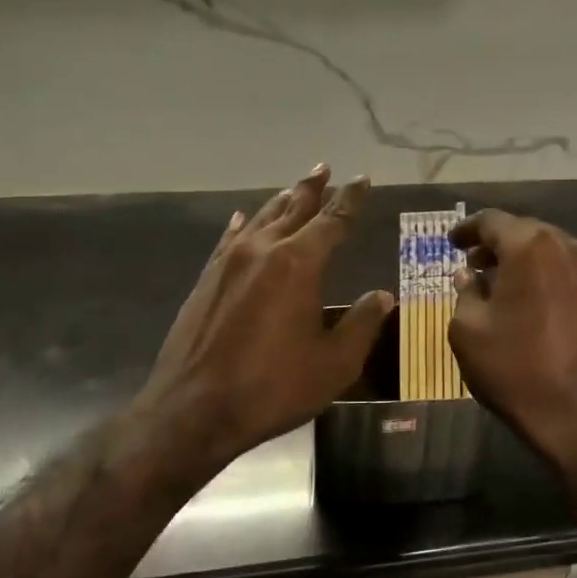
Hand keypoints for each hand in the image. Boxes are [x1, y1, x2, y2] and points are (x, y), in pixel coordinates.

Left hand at [130, 165, 392, 488]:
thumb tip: (381, 296)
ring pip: (261, 219)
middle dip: (313, 188)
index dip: (351, 199)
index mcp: (299, 264)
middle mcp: (263, 250)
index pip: (333, 220)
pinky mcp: (206, 279)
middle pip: (293, 208)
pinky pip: (229, 240)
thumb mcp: (334, 364)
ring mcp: (229, 262)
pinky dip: (242, 226)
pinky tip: (242, 220)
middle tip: (325, 168)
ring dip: (281, 202)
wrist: (194, 409)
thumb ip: (361, 324)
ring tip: (294, 188)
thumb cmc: (273, 388)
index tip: (362, 180)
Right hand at [448, 210, 576, 471]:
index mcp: (531, 247)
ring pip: (554, 254)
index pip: (492, 221)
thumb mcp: (468, 332)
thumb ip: (465, 292)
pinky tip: (541, 308)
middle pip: (527, 233)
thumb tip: (471, 276)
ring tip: (508, 288)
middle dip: (499, 246)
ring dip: (528, 264)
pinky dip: (553, 282)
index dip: (467, 229)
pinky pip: (575, 278)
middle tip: (476, 265)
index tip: (452, 242)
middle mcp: (571, 247)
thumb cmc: (517, 372)